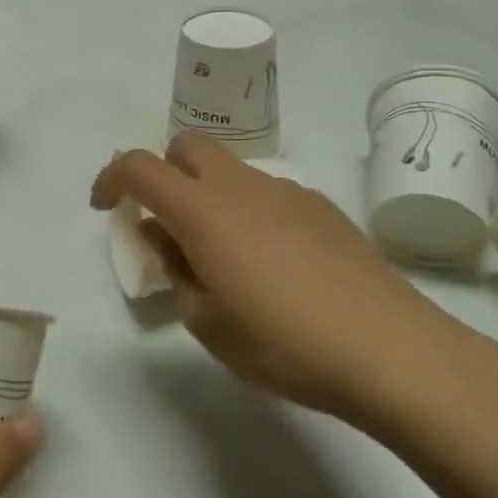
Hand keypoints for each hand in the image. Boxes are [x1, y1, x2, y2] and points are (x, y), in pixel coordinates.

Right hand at [91, 134, 458, 424]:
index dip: (112, 179)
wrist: (390, 350)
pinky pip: (268, 191)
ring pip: (230, 169)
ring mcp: (288, 191)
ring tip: (223, 257)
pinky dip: (248, 209)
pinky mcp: (322, 207)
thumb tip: (166, 238)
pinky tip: (273, 263)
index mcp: (204, 211)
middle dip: (163, 173)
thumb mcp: (208, 323)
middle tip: (167, 226)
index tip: (107, 208)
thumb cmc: (284, 343)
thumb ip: (177, 271)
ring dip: (208, 194)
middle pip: (187, 146)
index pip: (139, 167)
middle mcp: (242, 186)